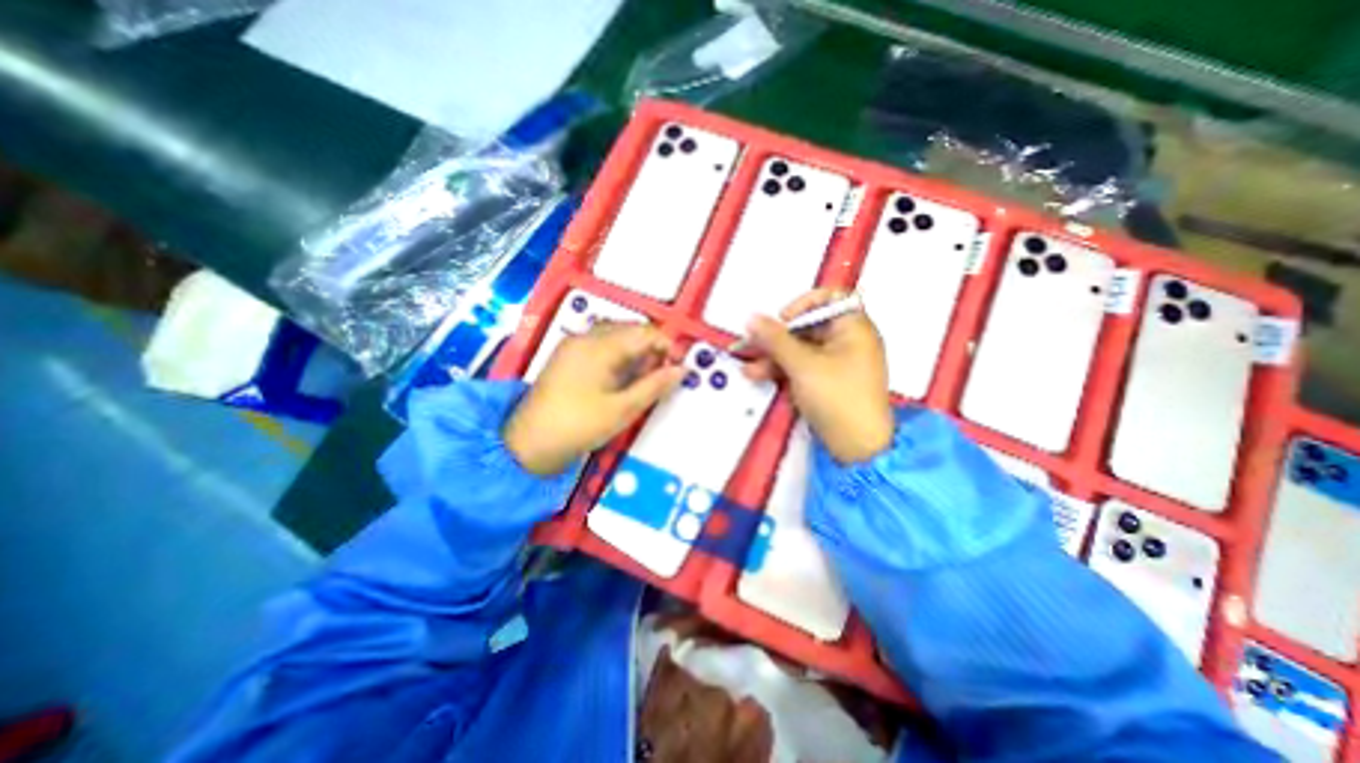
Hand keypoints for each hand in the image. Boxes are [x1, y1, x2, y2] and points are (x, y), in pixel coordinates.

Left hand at [503, 323, 686, 477]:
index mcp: (600, 346)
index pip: (644, 332)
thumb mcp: (623, 409)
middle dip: (652, 349)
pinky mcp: (568, 355)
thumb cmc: (579, 425)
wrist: (528, 443)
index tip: (680, 366)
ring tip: (646, 379)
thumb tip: (682, 369)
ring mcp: (574, 344)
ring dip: (637, 352)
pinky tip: (623, 377)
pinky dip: (619, 356)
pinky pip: (602, 345)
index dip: (668, 345)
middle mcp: (586, 336)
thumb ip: (655, 386)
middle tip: (664, 375)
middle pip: (630, 330)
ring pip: (617, 337)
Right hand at [739, 290, 899, 460]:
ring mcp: (836, 362)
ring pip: (800, 348)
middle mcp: (847, 340)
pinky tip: (759, 375)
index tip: (782, 319)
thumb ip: (775, 339)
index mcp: (853, 327)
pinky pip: (802, 365)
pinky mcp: (826, 380)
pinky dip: (782, 369)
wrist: (856, 447)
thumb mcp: (802, 365)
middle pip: (807, 326)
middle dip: (777, 337)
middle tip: (752, 344)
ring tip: (749, 367)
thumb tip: (752, 318)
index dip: (802, 304)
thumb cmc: (837, 398)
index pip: (829, 298)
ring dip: (773, 356)